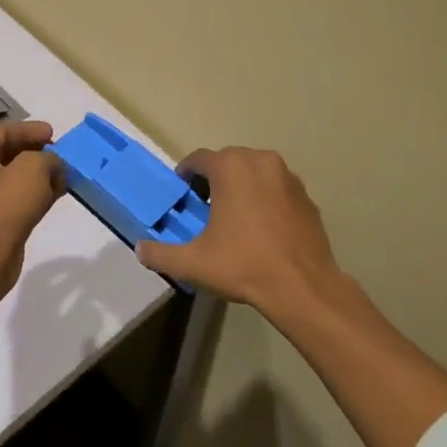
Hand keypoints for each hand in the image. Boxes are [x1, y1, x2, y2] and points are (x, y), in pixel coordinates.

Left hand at [0, 120, 65, 302]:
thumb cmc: (5, 205)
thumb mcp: (32, 168)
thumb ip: (48, 158)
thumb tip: (54, 166)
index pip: (3, 131)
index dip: (28, 128)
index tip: (52, 133)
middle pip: (11, 154)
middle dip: (37, 151)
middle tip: (60, 153)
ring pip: (20, 178)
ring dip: (43, 174)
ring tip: (66, 174)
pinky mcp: (2, 222)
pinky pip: (24, 200)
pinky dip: (41, 194)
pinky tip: (59, 195)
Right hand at [136, 146, 342, 323]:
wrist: (303, 287)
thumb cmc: (244, 265)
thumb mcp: (193, 263)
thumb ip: (160, 254)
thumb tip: (140, 250)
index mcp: (231, 167)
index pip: (198, 159)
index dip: (186, 174)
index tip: (182, 194)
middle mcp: (260, 161)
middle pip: (228, 162)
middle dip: (214, 179)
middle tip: (205, 207)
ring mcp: (288, 177)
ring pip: (255, 172)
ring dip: (242, 186)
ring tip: (234, 217)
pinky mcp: (307, 196)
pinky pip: (277, 188)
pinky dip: (266, 199)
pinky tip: (263, 228)